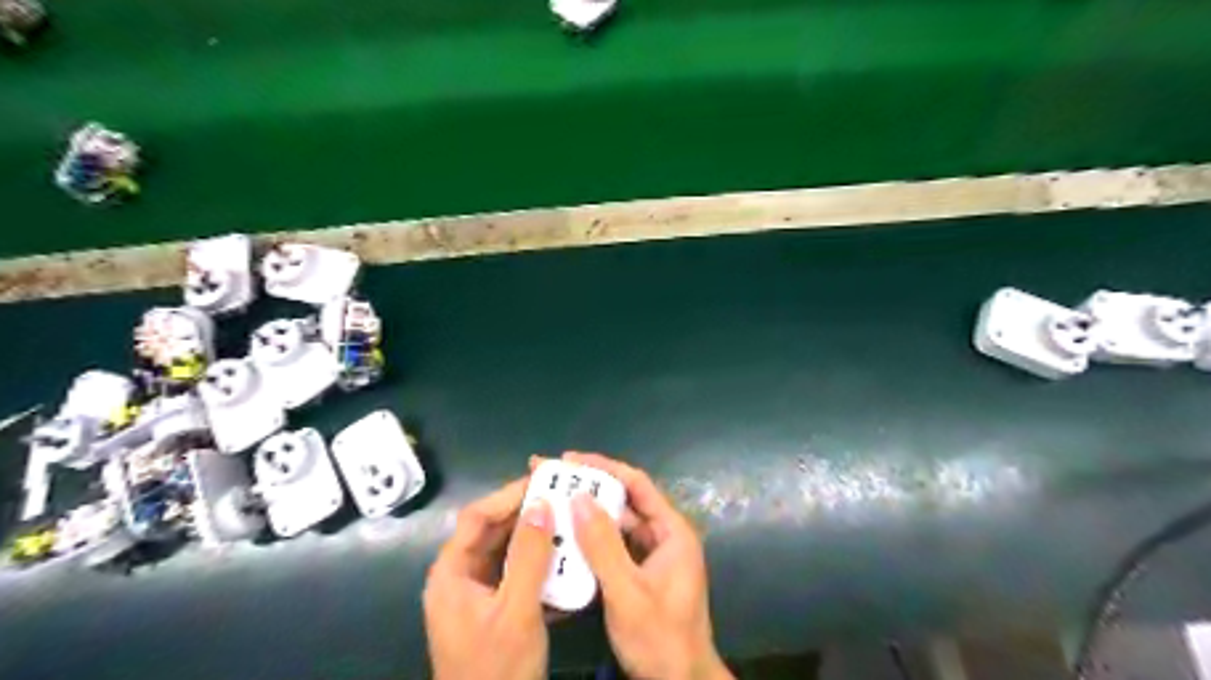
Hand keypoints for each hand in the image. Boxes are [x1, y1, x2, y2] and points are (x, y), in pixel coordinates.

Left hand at [423, 477, 554, 679]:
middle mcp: (459, 578)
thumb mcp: (517, 611)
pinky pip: (516, 576)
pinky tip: (566, 561)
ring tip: (569, 524)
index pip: (477, 517)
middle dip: (527, 515)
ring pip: (507, 554)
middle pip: (492, 532)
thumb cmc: (497, 669)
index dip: (508, 495)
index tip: (543, 482)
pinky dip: (540, 567)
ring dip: (537, 541)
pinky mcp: (494, 611)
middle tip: (562, 498)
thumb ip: (529, 556)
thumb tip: (541, 504)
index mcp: (451, 573)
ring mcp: (477, 596)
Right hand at [563, 451, 731, 679]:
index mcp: (673, 531)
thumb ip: (603, 546)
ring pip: (617, 525)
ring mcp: (653, 556)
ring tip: (553, 504)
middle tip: (553, 479)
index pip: (638, 484)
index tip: (570, 460)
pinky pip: (614, 547)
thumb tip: (579, 499)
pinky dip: (592, 540)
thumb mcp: (628, 592)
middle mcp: (665, 536)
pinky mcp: (642, 574)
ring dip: (588, 515)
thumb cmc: (660, 639)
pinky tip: (566, 538)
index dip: (605, 468)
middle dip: (590, 489)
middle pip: (625, 502)